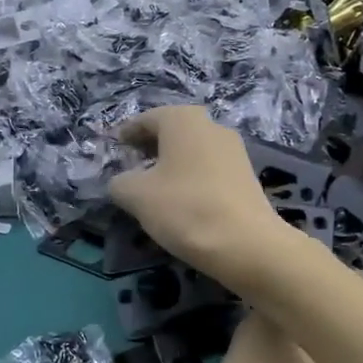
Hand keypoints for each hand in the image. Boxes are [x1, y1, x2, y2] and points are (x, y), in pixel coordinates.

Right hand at [109, 107, 293, 289]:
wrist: (246, 243)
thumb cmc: (185, 208)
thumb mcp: (136, 195)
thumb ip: (120, 182)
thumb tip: (122, 182)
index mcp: (183, 120)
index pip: (148, 119)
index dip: (129, 132)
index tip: (116, 145)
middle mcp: (212, 126)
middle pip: (174, 130)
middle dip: (152, 145)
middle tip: (133, 163)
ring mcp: (234, 150)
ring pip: (194, 150)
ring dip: (173, 162)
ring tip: (155, 184)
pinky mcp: (247, 175)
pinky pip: (210, 168)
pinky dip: (192, 176)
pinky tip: (183, 199)